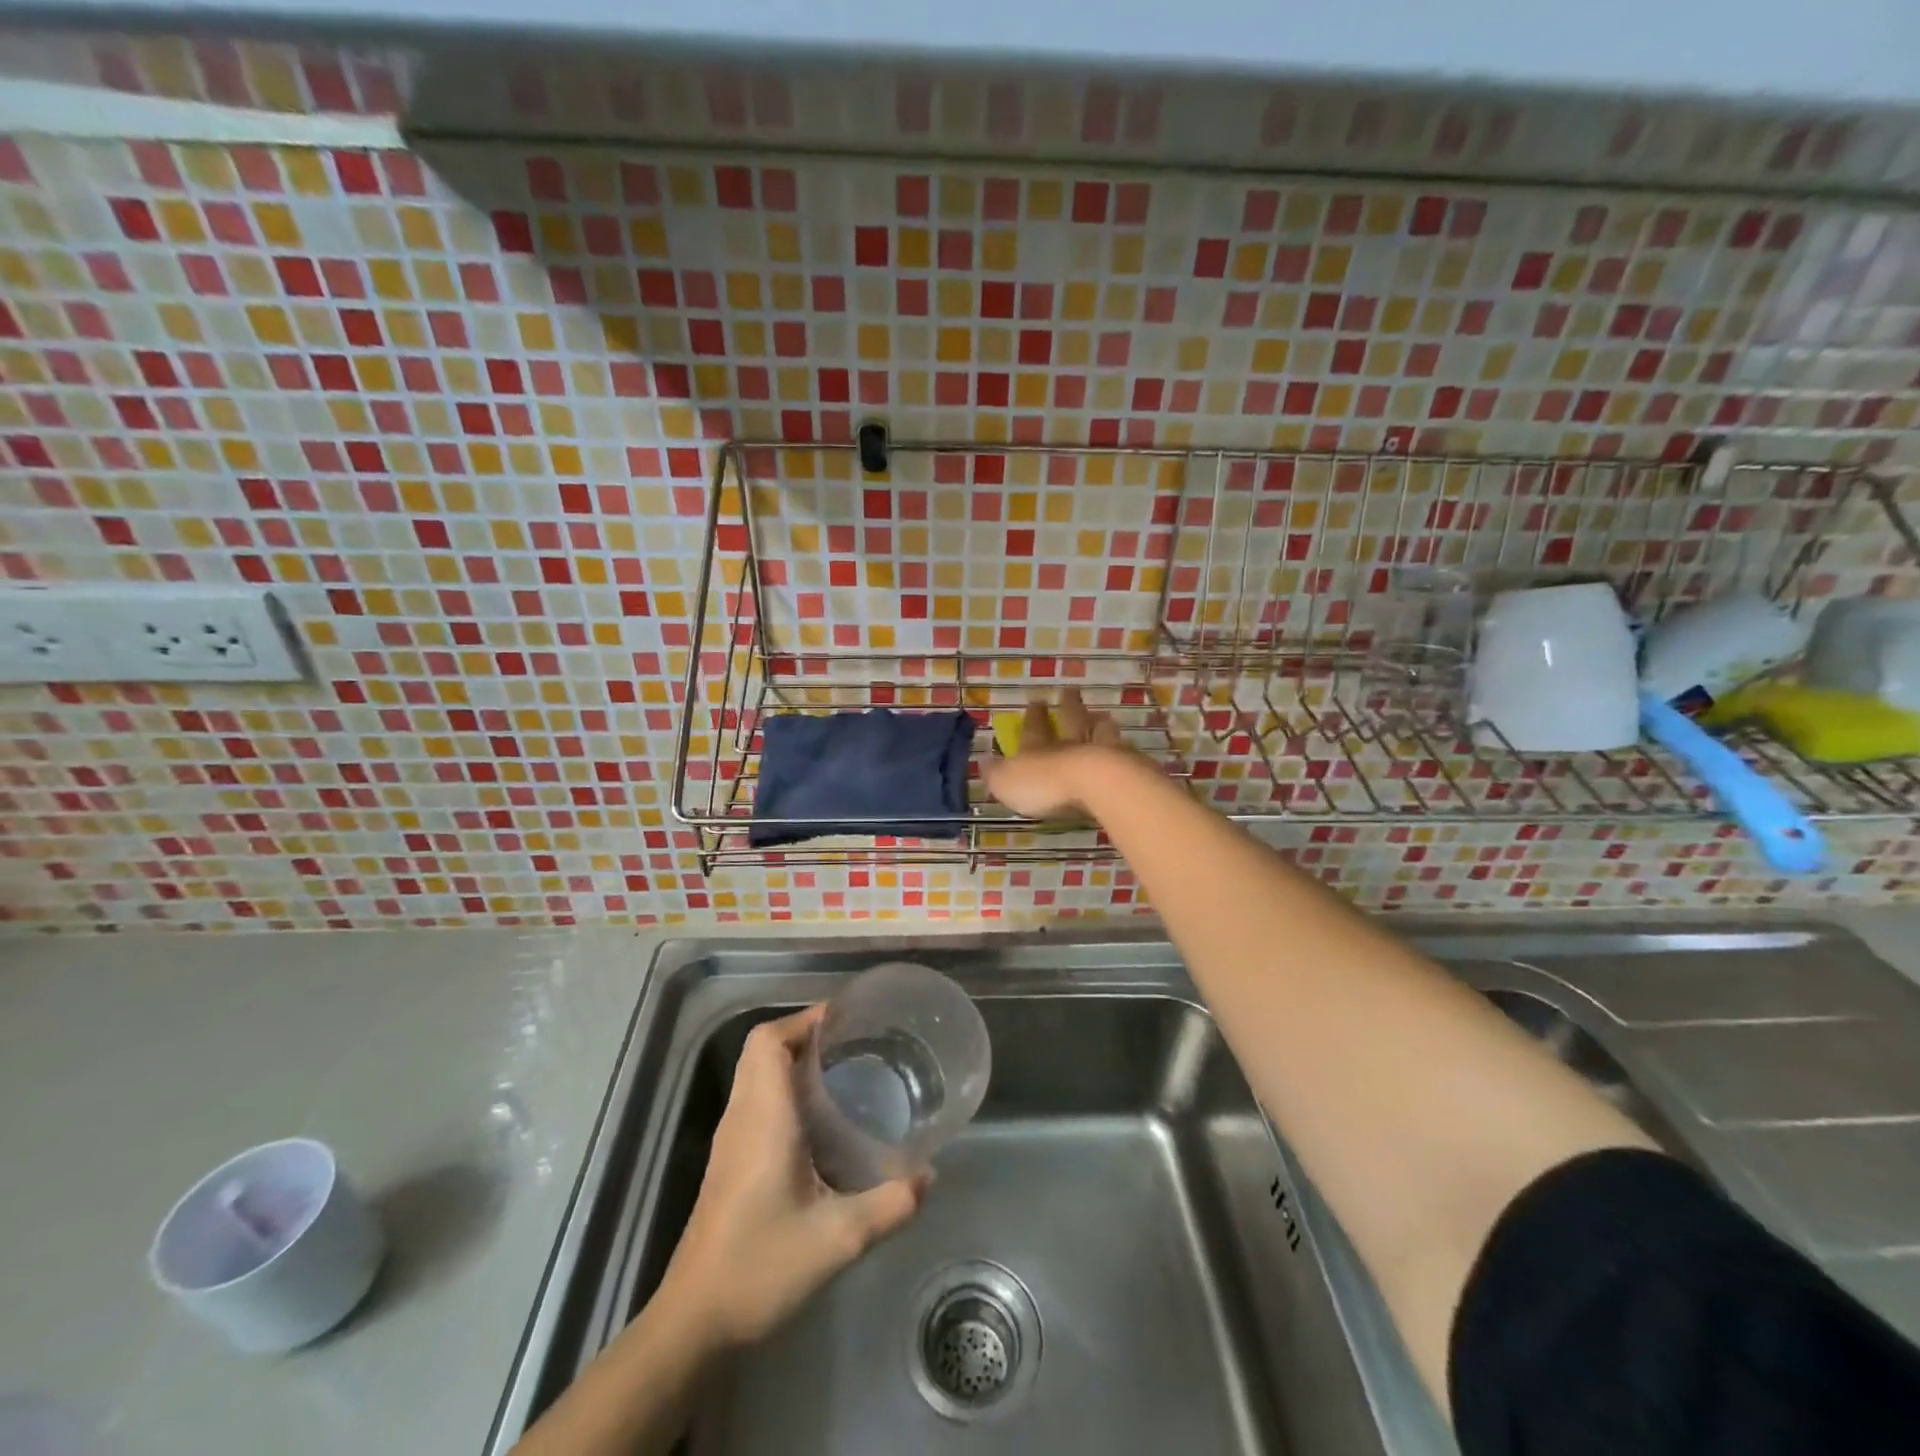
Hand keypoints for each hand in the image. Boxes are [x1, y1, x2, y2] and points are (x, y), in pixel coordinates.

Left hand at [657, 1006, 926, 1348]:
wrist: (695, 1321)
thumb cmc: (761, 1266)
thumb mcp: (838, 1239)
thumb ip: (889, 1204)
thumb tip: (929, 1176)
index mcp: (763, 1118)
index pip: (769, 1042)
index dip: (803, 1020)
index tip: (845, 1018)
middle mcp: (742, 1117)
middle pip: (761, 1050)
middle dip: (804, 1033)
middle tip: (851, 1041)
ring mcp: (730, 1139)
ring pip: (756, 1073)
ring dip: (792, 1059)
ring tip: (842, 1069)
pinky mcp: (729, 1161)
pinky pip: (755, 1099)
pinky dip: (783, 1087)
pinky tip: (819, 1118)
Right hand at [982, 688, 1129, 818]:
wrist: (1096, 785)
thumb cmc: (1045, 784)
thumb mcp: (1007, 782)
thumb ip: (997, 774)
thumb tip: (984, 763)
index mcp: (1039, 747)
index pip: (1034, 727)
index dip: (1034, 715)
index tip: (1037, 699)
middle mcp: (1070, 744)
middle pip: (1071, 719)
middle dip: (1069, 705)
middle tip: (1071, 691)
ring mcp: (1102, 751)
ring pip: (1100, 730)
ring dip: (1098, 722)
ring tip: (1102, 715)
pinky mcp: (1127, 766)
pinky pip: (1123, 752)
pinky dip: (1122, 749)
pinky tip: (1126, 748)